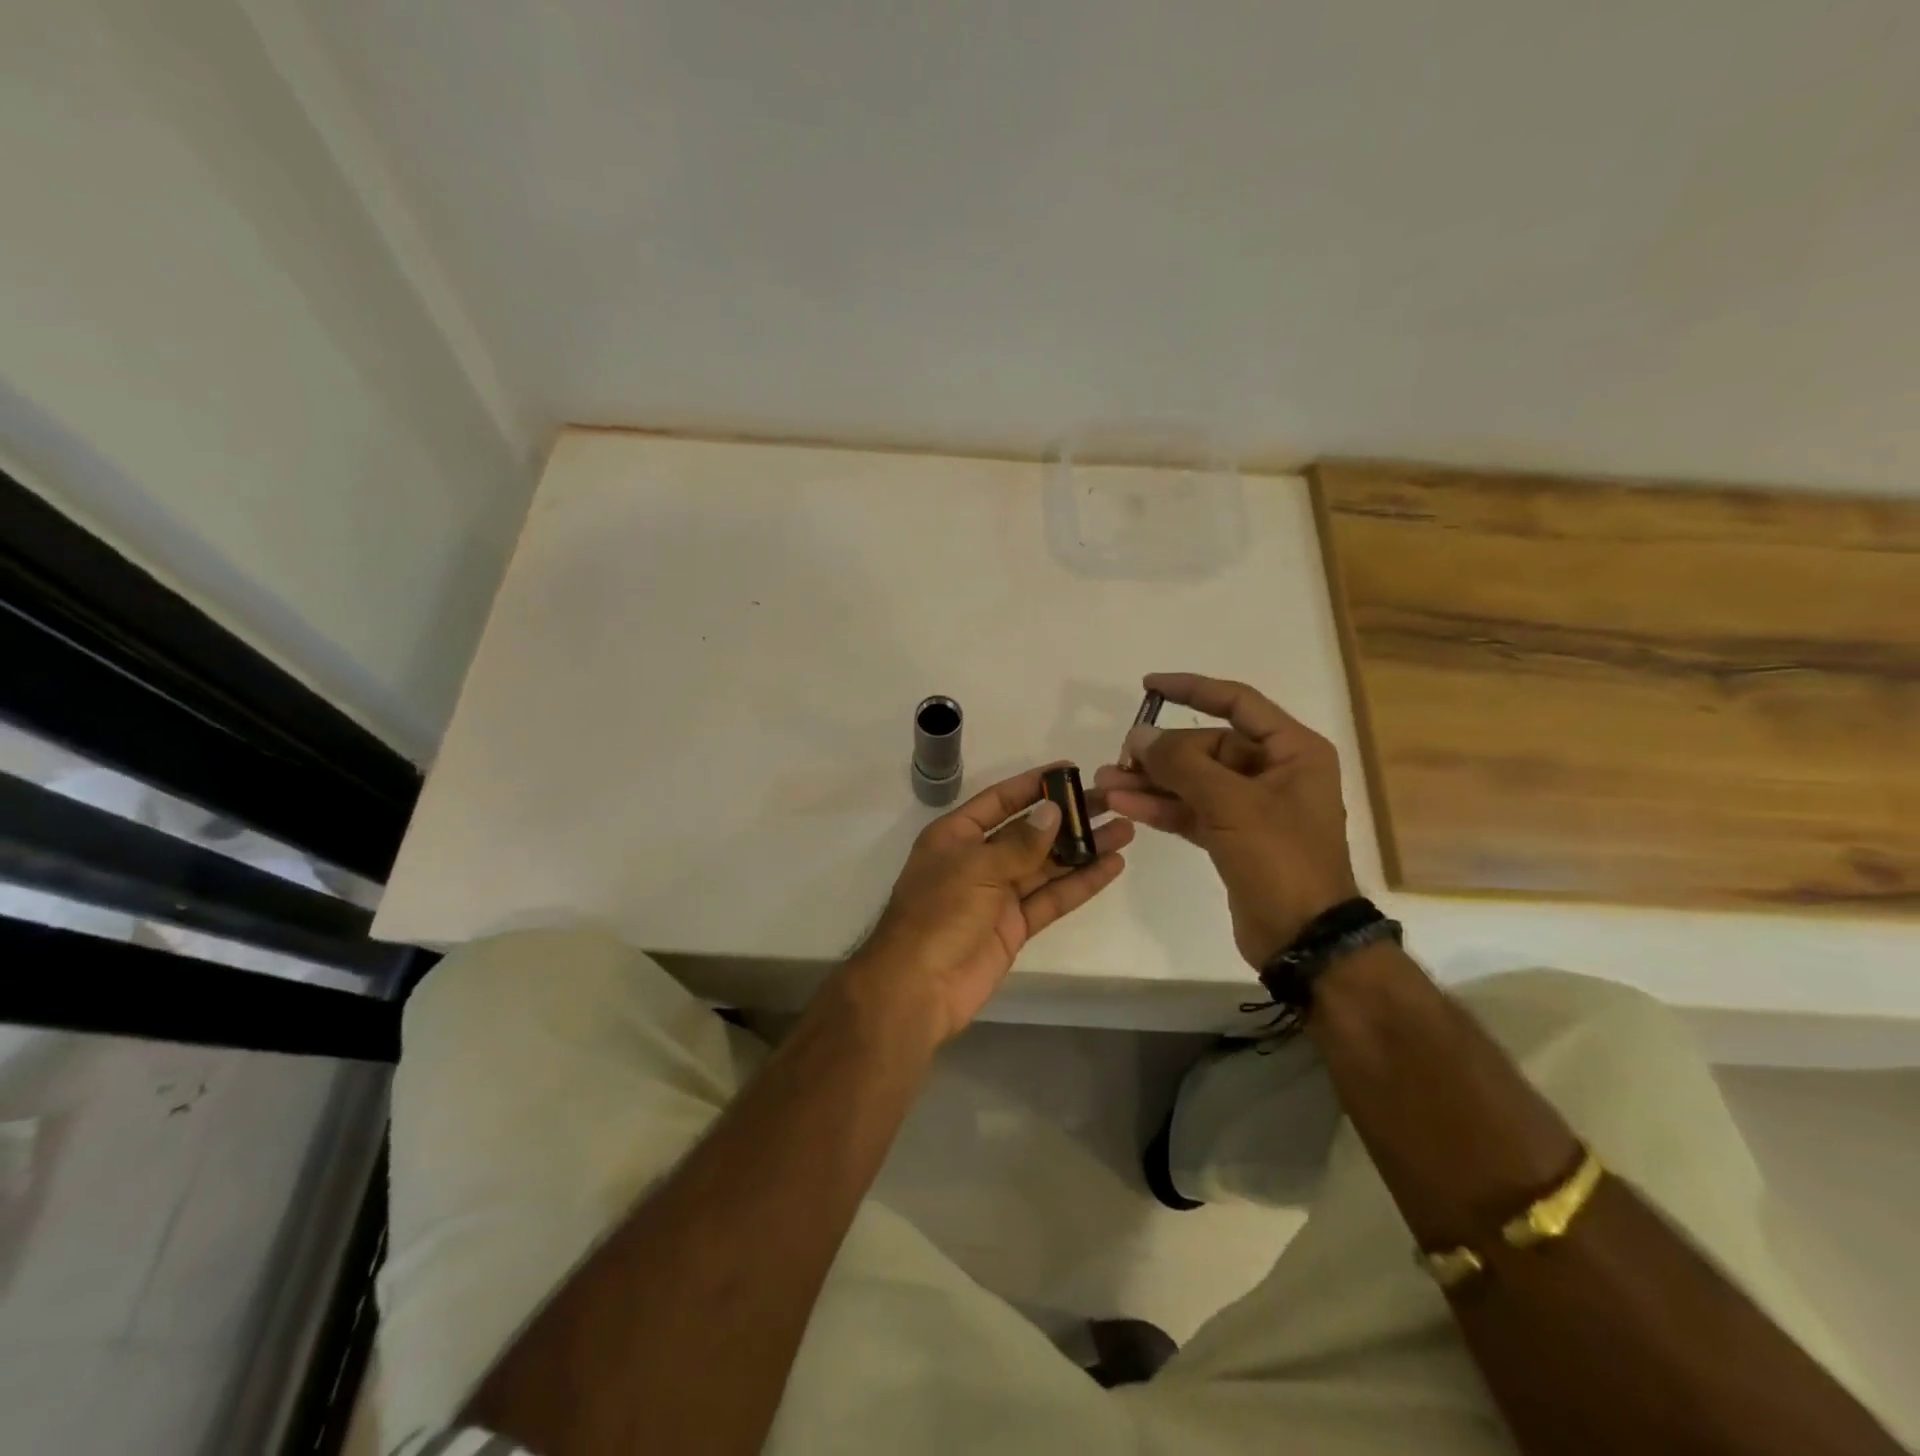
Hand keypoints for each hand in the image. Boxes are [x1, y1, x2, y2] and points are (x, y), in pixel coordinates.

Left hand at [841, 765, 1132, 1045]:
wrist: (918, 987)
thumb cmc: (938, 913)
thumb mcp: (977, 867)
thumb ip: (1020, 842)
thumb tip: (1053, 811)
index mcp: (956, 835)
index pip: (1000, 800)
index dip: (1034, 785)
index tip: (1071, 770)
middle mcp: (978, 859)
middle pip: (1030, 831)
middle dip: (1068, 817)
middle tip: (1111, 802)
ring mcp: (997, 894)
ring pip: (1047, 865)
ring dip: (1083, 849)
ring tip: (1124, 830)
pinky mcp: (1015, 926)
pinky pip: (1051, 898)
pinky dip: (1080, 883)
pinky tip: (1111, 866)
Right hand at [1093, 673, 1356, 969]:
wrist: (1303, 938)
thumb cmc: (1280, 859)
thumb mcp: (1231, 804)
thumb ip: (1182, 764)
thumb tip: (1139, 736)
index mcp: (1292, 750)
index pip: (1237, 702)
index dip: (1191, 689)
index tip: (1148, 685)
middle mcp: (1274, 771)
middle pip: (1208, 746)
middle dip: (1162, 753)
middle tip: (1119, 759)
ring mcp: (1253, 806)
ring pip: (1194, 781)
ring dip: (1152, 782)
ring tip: (1106, 782)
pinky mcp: (1233, 837)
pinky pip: (1192, 810)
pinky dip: (1161, 807)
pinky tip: (1124, 804)